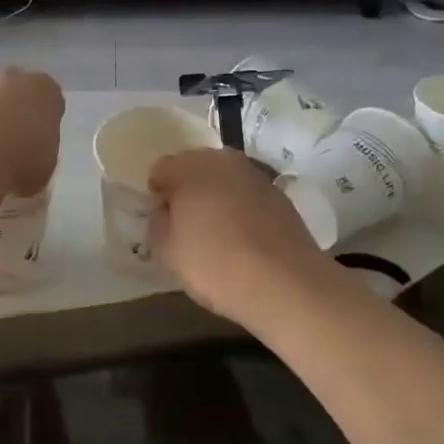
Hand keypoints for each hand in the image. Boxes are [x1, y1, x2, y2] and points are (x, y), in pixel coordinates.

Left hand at [0, 70, 64, 217]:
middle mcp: (14, 77)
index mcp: (46, 92)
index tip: (35, 140)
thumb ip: (37, 156)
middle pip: (15, 87)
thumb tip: (25, 161)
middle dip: (10, 105)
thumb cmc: (20, 162)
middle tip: (5, 136)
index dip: (42, 119)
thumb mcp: (42, 170)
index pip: (49, 98)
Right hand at [150, 148, 333, 326]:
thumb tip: (164, 209)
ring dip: (216, 196)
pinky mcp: (280, 194)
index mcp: (189, 168)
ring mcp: (255, 174)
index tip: (162, 222)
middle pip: (194, 167)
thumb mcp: (167, 251)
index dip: (157, 194)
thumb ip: (158, 222)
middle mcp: (222, 160)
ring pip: (224, 179)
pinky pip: (248, 194)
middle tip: (186, 225)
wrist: (286, 284)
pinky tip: (243, 238)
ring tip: (217, 232)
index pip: (161, 169)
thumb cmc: (215, 265)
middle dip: (187, 189)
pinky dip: (241, 207)